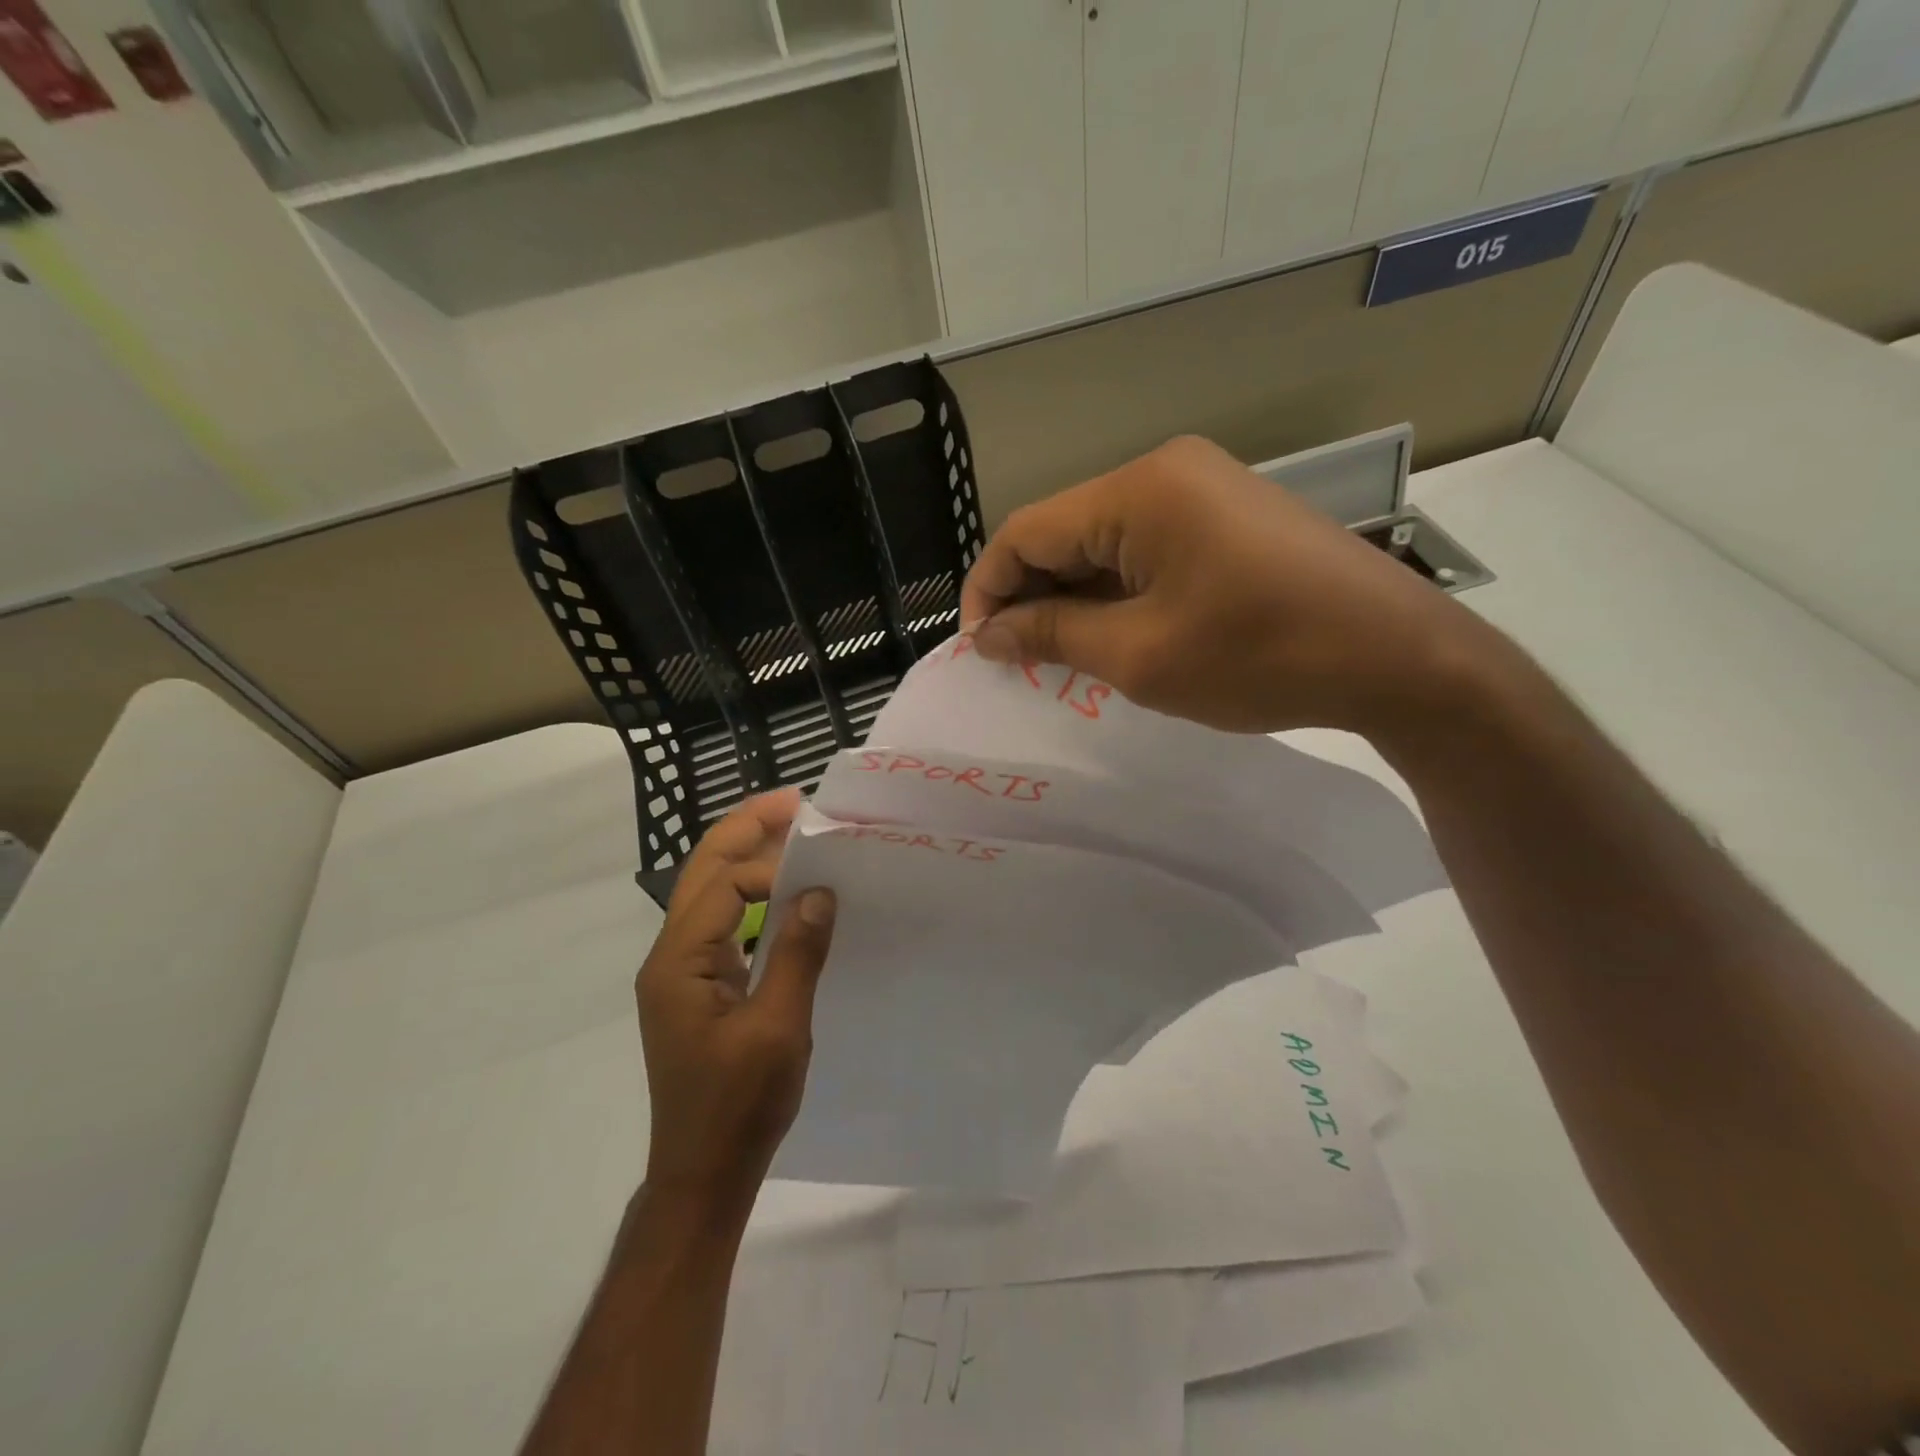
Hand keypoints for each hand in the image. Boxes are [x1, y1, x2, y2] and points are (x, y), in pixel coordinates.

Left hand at [637, 789, 836, 1215]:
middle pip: (704, 870)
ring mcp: (680, 971)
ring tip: (794, 832)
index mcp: (679, 961)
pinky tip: (785, 894)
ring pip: (710, 891)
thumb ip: (797, 954)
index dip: (772, 868)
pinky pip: (723, 921)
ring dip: (749, 856)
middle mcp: (670, 955)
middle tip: (797, 800)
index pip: (723, 883)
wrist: (703, 1175)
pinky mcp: (697, 987)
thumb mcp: (778, 1029)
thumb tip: (820, 891)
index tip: (822, 875)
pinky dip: (752, 894)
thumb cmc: (738, 1106)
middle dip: (747, 828)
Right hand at [959, 435, 1504, 744]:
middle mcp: (1165, 471)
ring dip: (1075, 599)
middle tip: (1020, 663)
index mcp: (1138, 491)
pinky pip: (1147, 551)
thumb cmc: (1260, 656)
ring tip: (1065, 659)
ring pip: (1104, 544)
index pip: (1026, 531)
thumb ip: (1051, 636)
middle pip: (1065, 533)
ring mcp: (1203, 490)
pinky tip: (1117, 636)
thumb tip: (989, 633)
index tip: (979, 650)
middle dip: (1033, 598)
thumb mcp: (1139, 656)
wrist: (1398, 658)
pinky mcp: (1228, 518)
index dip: (989, 590)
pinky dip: (1118, 593)